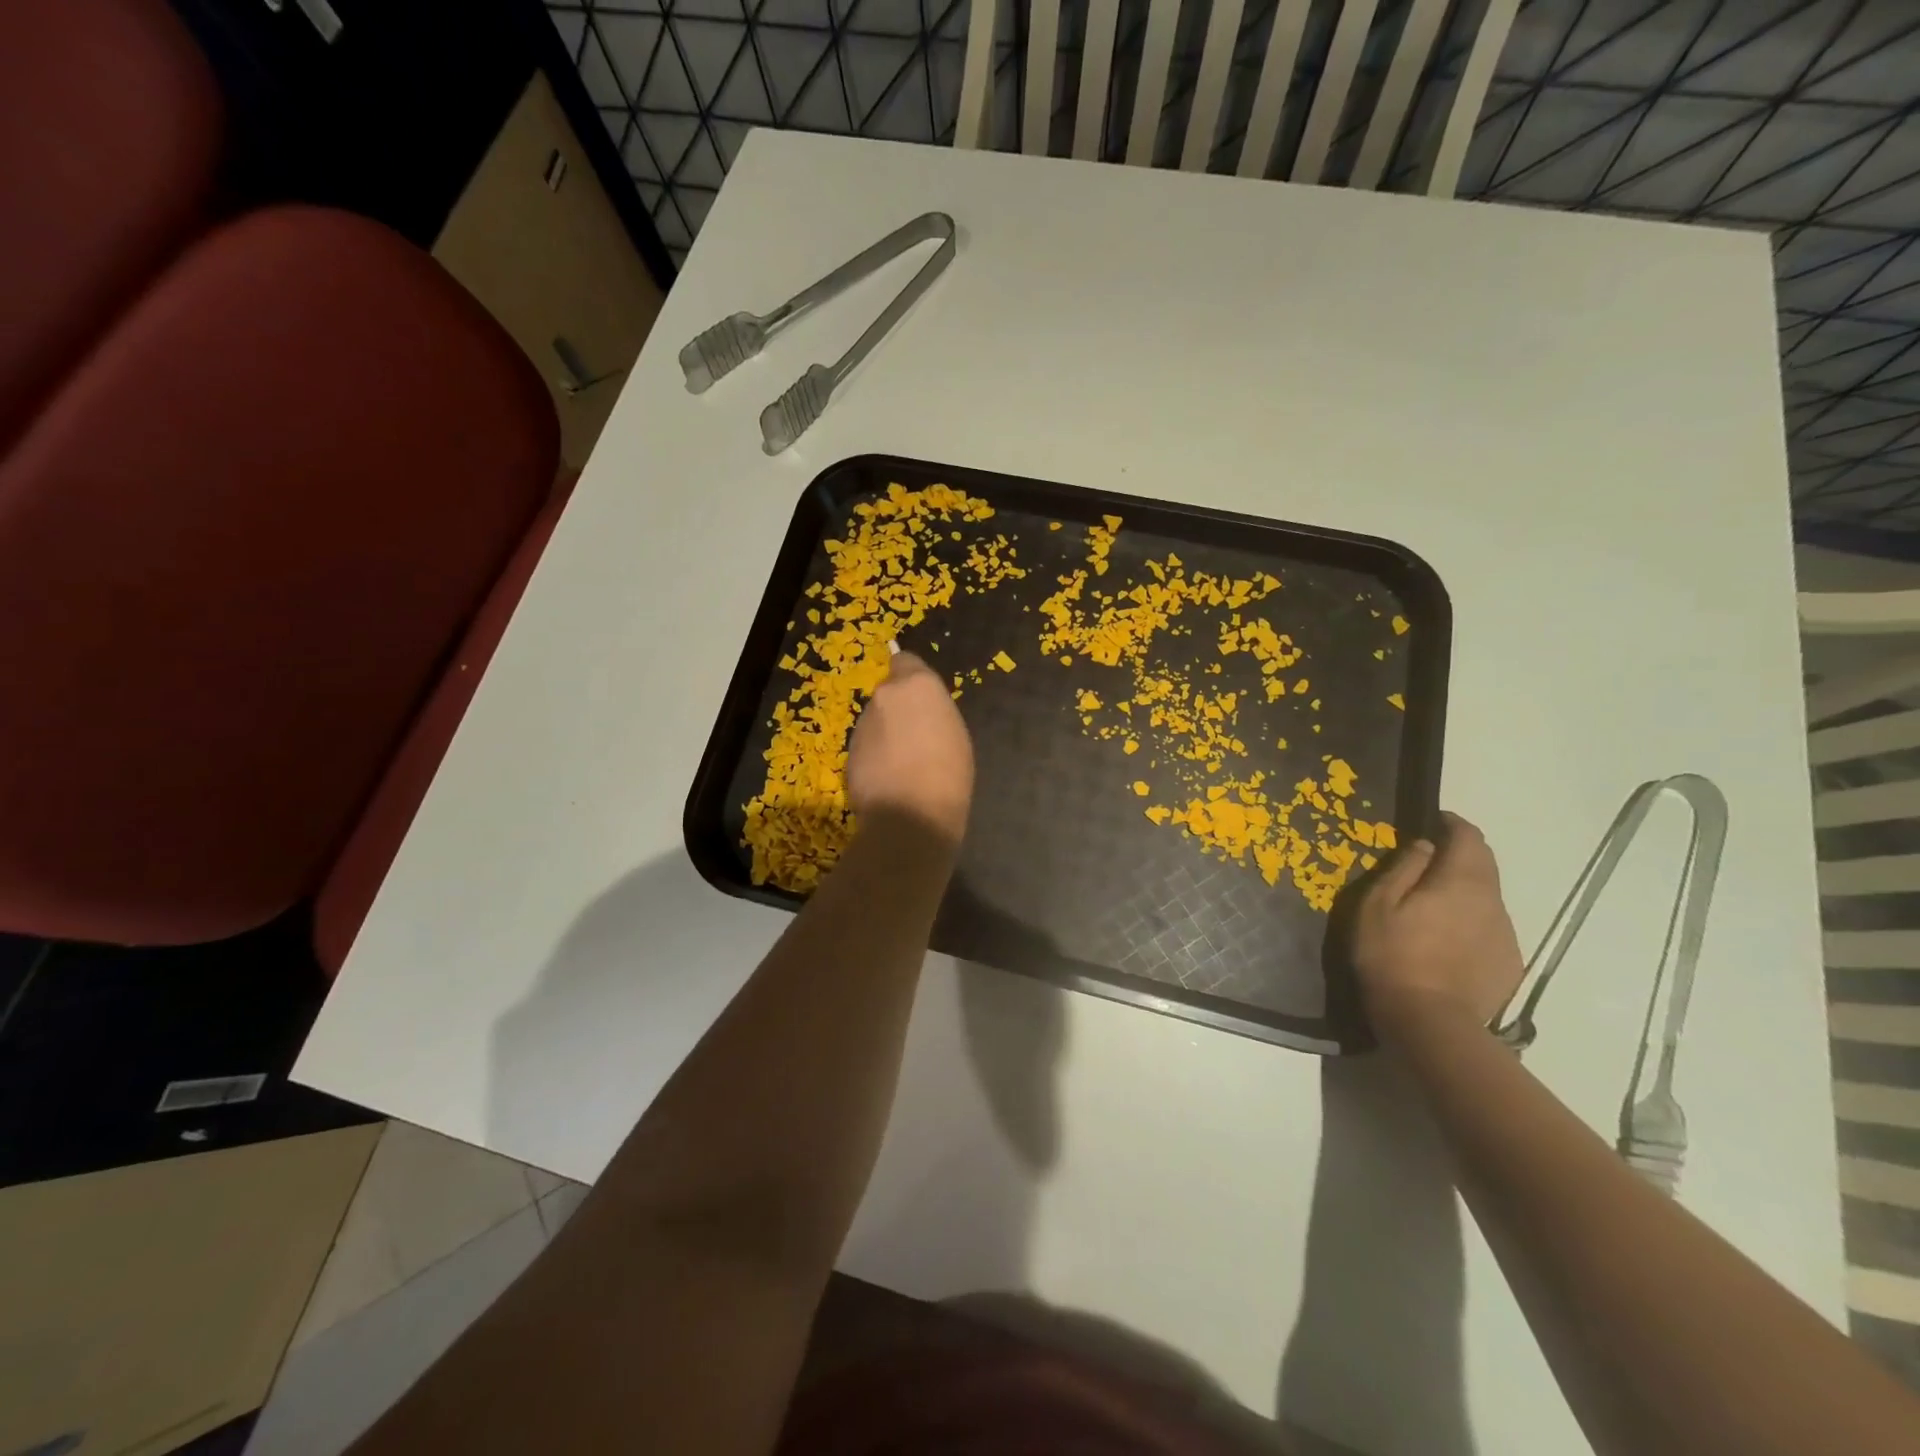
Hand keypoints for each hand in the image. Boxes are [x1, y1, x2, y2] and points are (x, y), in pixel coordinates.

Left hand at [845, 650, 973, 843]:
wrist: (910, 815)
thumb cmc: (948, 772)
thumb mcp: (955, 734)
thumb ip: (933, 713)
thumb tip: (919, 716)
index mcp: (917, 685)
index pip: (905, 661)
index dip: (910, 677)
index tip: (920, 698)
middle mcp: (884, 696)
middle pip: (889, 694)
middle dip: (897, 709)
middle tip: (915, 737)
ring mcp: (862, 724)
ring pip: (875, 720)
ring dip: (884, 733)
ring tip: (902, 764)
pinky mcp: (848, 752)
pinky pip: (865, 746)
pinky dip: (874, 756)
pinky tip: (889, 779)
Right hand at [1352, 812, 1525, 1042]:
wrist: (1430, 1022)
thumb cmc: (1393, 955)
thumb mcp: (1378, 905)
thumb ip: (1403, 868)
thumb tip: (1425, 846)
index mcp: (1461, 880)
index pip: (1468, 836)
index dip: (1452, 823)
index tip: (1432, 820)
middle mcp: (1492, 901)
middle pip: (1485, 863)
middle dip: (1461, 852)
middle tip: (1429, 858)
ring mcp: (1505, 933)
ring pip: (1488, 896)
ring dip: (1466, 889)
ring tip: (1435, 903)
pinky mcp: (1509, 962)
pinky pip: (1490, 927)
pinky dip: (1472, 920)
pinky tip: (1448, 939)